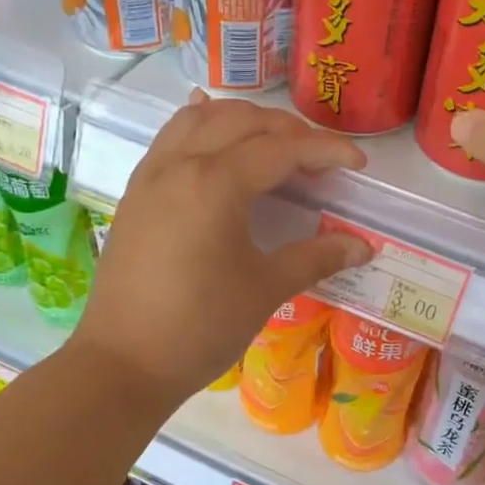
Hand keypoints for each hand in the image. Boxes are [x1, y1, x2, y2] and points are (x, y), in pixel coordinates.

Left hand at [70, 95, 372, 409]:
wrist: (123, 363)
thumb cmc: (200, 327)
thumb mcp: (265, 290)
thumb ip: (315, 258)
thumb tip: (362, 246)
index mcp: (215, 183)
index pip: (280, 149)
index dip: (325, 151)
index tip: (357, 164)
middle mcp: (179, 164)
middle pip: (241, 122)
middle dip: (287, 131)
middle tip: (319, 159)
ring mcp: (150, 176)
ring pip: (200, 121)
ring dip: (242, 122)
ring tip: (273, 145)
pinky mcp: (135, 194)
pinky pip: (170, 139)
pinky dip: (202, 129)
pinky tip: (215, 139)